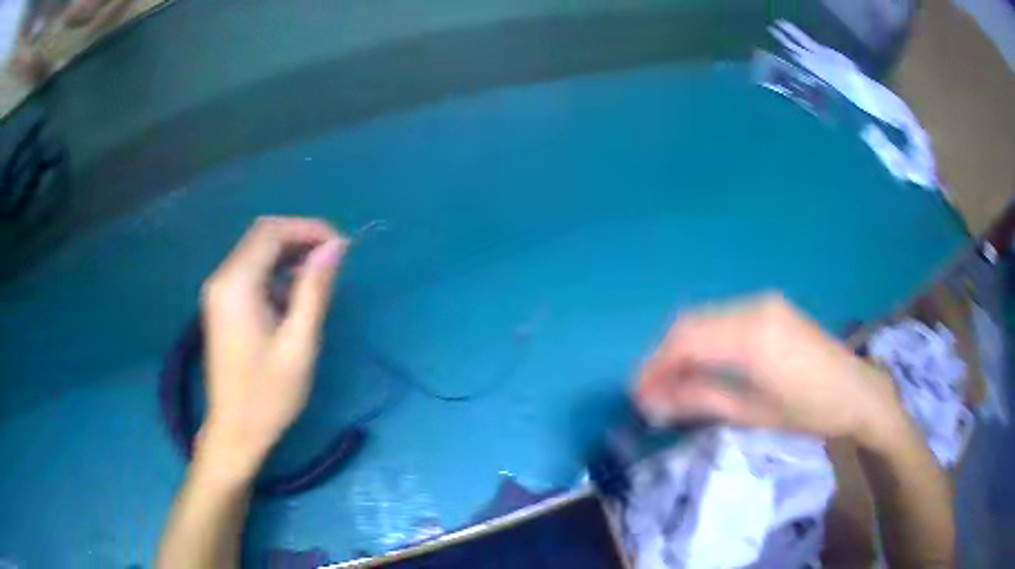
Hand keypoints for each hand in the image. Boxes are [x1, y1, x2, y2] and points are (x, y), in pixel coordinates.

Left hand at [196, 217, 347, 480]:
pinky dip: (275, 271)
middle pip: (261, 235)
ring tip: (319, 277)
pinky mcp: (221, 303)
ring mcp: (218, 290)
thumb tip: (335, 246)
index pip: (271, 232)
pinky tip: (294, 294)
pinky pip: (250, 271)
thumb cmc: (268, 395)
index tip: (340, 246)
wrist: (234, 430)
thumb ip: (315, 289)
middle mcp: (221, 278)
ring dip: (288, 254)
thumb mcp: (299, 343)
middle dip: (299, 238)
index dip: (308, 229)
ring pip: (255, 251)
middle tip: (333, 259)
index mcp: (236, 285)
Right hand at [634, 294, 905, 446]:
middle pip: (690, 323)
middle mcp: (753, 307)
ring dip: (682, 348)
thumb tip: (653, 402)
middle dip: (663, 357)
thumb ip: (700, 400)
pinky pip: (724, 318)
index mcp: (751, 335)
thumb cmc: (809, 411)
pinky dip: (704, 340)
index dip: (654, 367)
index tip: (637, 395)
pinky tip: (702, 365)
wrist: (857, 392)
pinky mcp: (771, 307)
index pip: (685, 342)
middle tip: (650, 393)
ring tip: (672, 384)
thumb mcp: (753, 412)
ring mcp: (763, 302)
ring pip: (705, 318)